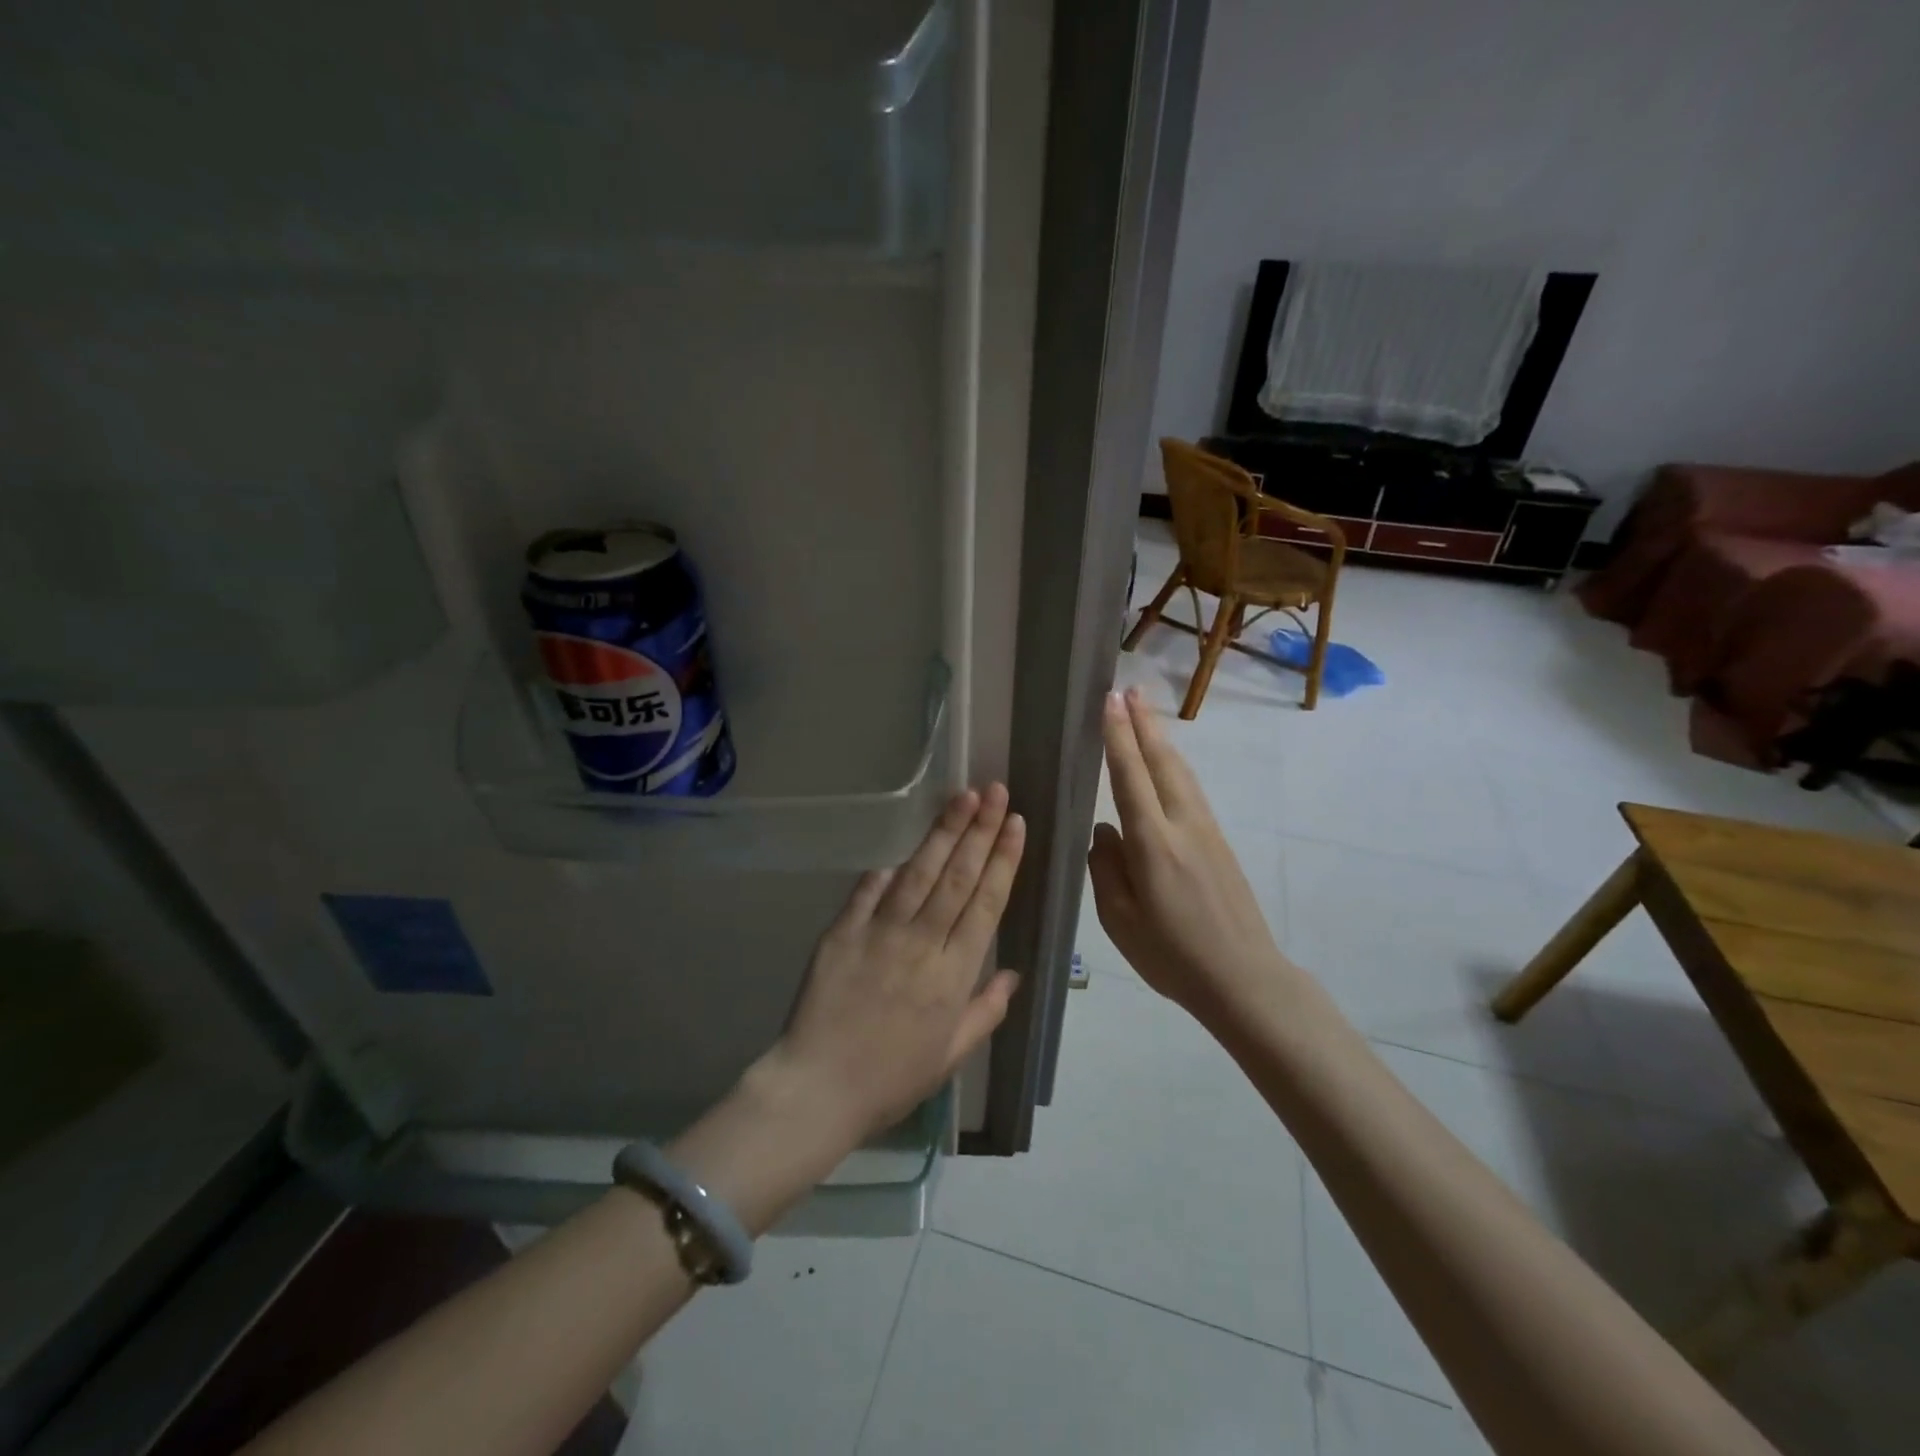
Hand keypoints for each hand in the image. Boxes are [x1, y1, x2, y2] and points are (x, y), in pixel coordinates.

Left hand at [768, 785, 1024, 1141]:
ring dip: (943, 832)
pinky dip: (886, 870)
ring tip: (963, 797)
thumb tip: (1013, 974)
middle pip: (958, 876)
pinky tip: (902, 848)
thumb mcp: (951, 1055)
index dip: (1003, 859)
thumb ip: (985, 1011)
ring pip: (919, 873)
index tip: (1016, 823)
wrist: (818, 1088)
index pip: (986, 903)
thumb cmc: (891, 1078)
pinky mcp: (842, 931)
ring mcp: (879, 933)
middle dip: (980, 829)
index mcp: (953, 973)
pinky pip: (868, 891)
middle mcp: (921, 943)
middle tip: (996, 790)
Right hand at [1087, 688, 1289, 1020]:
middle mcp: (1183, 825)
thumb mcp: (1120, 920)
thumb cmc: (1172, 955)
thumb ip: (1106, 869)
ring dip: (1162, 738)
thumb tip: (1104, 830)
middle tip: (1129, 689)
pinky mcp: (1219, 842)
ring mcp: (1206, 831)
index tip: (1109, 702)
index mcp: (1153, 844)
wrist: (1244, 978)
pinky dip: (1174, 765)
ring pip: (1181, 772)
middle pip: (1162, 762)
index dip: (1118, 737)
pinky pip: (1191, 790)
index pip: (1130, 777)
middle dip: (1143, 723)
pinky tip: (1168, 762)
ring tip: (1146, 711)